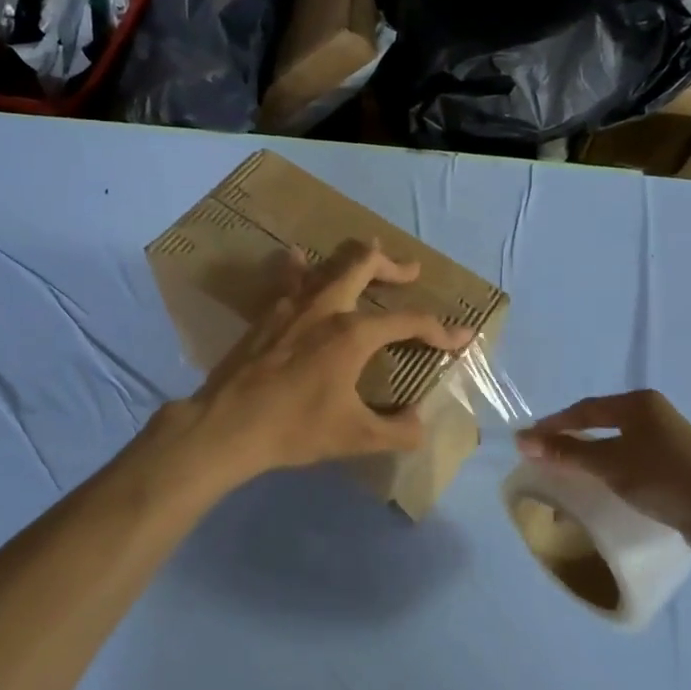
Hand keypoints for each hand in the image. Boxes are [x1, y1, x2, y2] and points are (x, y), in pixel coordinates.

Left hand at [172, 240, 474, 488]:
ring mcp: (292, 305)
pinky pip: (289, 277)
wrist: (227, 424)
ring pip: (327, 262)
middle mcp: (326, 307)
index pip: (409, 322)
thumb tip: (419, 425)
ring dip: (351, 257)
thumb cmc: (295, 428)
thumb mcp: (355, 436)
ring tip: (366, 253)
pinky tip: (298, 260)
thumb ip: (397, 431)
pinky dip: (301, 267)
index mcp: (353, 334)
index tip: (463, 337)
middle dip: (393, 264)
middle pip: (364, 263)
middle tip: (410, 271)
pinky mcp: (267, 313)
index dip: (441, 330)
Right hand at [517, 390, 690, 556]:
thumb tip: (522, 440)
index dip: (554, 424)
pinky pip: (634, 460)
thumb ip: (567, 452)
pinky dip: (613, 469)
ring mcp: (670, 440)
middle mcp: (654, 414)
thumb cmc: (663, 478)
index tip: (529, 441)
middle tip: (547, 455)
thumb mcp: (609, 464)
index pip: (585, 409)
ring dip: (593, 456)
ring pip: (619, 443)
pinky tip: (607, 485)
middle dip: (572, 438)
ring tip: (571, 472)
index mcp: (638, 403)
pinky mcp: (680, 466)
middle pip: (602, 423)